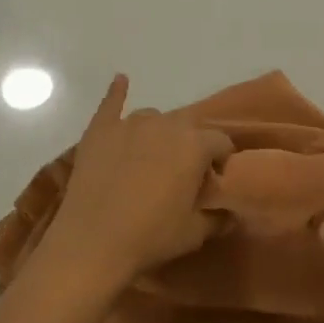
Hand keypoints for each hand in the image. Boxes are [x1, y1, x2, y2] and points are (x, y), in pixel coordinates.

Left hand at [38, 76, 234, 293]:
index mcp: (195, 144)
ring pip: (153, 118)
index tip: (211, 184)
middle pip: (187, 127)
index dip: (220, 162)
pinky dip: (117, 92)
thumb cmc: (150, 236)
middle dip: (190, 146)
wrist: (92, 241)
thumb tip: (231, 213)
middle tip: (181, 176)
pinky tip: (120, 81)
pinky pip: (111, 103)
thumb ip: (217, 218)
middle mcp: (166, 123)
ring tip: (149, 161)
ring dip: (158, 134)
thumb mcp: (194, 233)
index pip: (221, 141)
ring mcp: (130, 123)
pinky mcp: (101, 129)